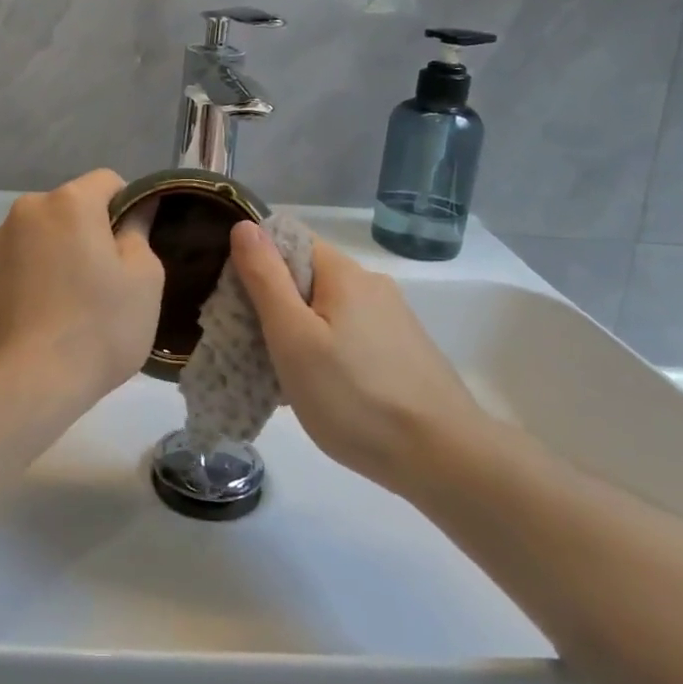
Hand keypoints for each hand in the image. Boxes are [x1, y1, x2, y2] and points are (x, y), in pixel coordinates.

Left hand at [0, 170, 163, 409]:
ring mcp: (2, 243)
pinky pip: (29, 261)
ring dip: (69, 253)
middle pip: (76, 208)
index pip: (110, 181)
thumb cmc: (98, 325)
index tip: (137, 248)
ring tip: (83, 302)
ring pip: (50, 235)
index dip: (131, 208)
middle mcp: (28, 210)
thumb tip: (136, 211)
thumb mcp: (144, 278)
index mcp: (68, 201)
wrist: (27, 383)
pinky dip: (45, 275)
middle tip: (115, 279)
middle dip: (97, 232)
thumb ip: (140, 232)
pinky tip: (56, 315)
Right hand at [230, 220, 486, 494]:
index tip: (237, 303)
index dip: (255, 262)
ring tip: (283, 378)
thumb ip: (266, 279)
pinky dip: (327, 352)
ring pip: (327, 310)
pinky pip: (350, 335)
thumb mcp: (293, 338)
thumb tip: (245, 225)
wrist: (445, 459)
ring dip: (299, 333)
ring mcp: (392, 318)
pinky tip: (323, 391)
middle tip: (252, 349)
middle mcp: (370, 284)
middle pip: (306, 276)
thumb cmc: (355, 397)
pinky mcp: (404, 350)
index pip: (287, 239)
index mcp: (343, 272)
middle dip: (273, 304)